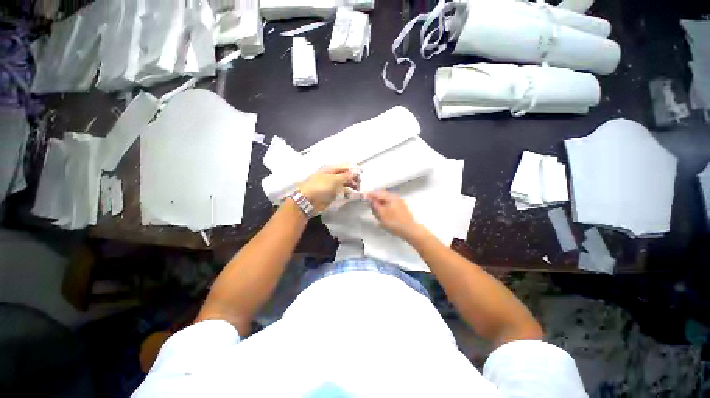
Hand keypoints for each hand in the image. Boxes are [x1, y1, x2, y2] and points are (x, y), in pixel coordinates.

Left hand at [299, 165, 359, 212]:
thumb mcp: (334, 179)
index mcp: (331, 168)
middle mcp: (333, 175)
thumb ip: (347, 175)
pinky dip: (349, 192)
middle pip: (346, 174)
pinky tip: (353, 195)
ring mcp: (333, 185)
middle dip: (354, 178)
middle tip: (360, 184)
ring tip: (358, 190)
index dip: (354, 169)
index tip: (362, 174)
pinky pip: (343, 191)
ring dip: (352, 185)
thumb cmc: (320, 187)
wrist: (308, 201)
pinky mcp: (333, 194)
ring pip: (346, 183)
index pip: (346, 166)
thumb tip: (357, 170)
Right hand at [366, 190, 423, 240]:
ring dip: (380, 203)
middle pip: (382, 195)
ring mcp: (399, 202)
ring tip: (376, 210)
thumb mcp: (381, 214)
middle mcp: (395, 197)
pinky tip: (384, 213)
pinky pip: (390, 204)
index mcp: (390, 197)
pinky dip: (385, 206)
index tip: (363, 198)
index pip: (377, 193)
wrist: (410, 230)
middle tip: (369, 205)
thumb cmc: (394, 222)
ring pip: (386, 200)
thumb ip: (374, 205)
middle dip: (375, 199)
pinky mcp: (402, 208)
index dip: (369, 195)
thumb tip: (370, 199)